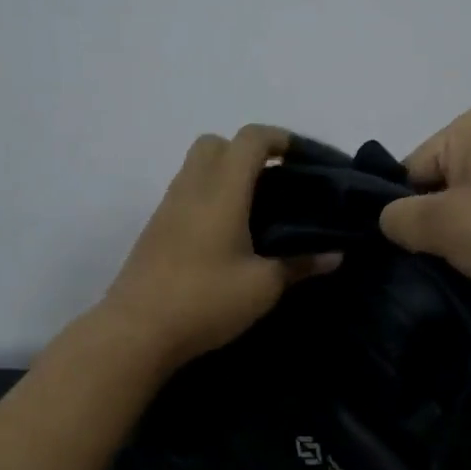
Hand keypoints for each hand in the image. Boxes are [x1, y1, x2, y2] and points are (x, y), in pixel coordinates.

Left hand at [101, 125, 338, 370]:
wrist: (136, 331)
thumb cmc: (205, 300)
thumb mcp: (262, 287)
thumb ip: (299, 265)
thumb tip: (334, 255)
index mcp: (222, 190)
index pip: (251, 139)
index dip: (281, 138)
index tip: (304, 158)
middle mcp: (192, 187)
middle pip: (217, 143)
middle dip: (248, 152)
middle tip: (276, 183)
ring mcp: (168, 206)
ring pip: (197, 167)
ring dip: (227, 174)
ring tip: (256, 210)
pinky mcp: (155, 228)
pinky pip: (187, 193)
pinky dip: (209, 196)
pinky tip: (227, 234)